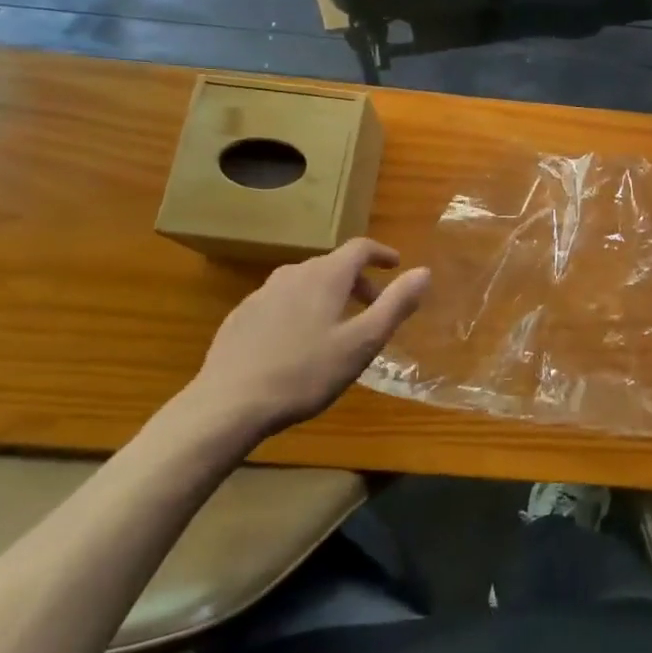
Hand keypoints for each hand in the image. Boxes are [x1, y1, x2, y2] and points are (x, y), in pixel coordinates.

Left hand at [177, 240, 429, 446]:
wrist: (228, 405)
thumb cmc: (305, 373)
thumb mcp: (363, 342)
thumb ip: (395, 304)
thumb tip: (423, 272)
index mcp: (326, 276)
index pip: (360, 248)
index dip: (381, 253)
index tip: (396, 265)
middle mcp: (293, 274)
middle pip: (332, 265)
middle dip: (358, 280)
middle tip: (372, 306)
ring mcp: (262, 294)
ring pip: (305, 282)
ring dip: (328, 294)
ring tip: (337, 325)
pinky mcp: (241, 317)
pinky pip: (281, 301)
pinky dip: (300, 308)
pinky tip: (297, 342)